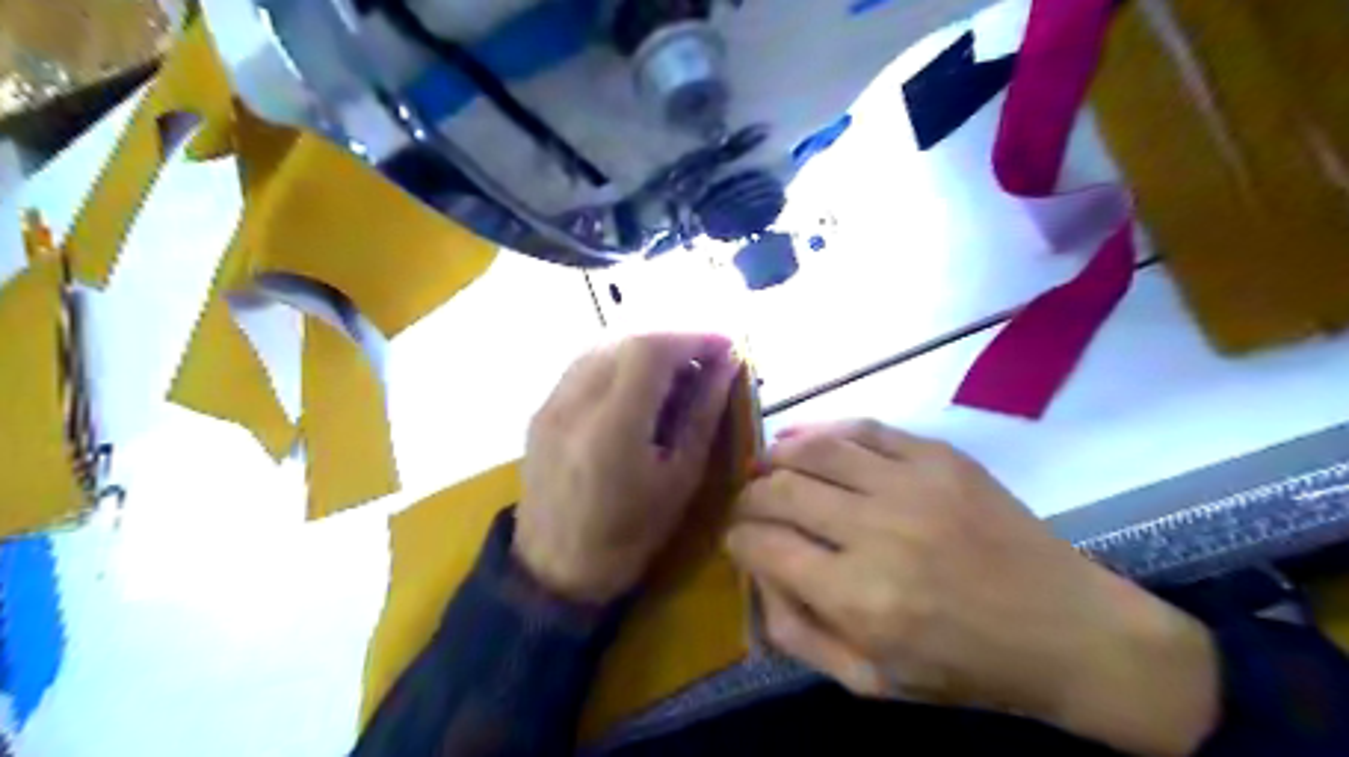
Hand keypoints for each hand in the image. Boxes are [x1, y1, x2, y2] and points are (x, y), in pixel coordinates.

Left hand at [516, 333, 740, 606]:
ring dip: (646, 348)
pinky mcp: (541, 408)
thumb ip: (702, 415)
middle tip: (706, 360)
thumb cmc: (629, 536)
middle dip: (674, 340)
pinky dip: (620, 360)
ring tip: (677, 371)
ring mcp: (550, 403)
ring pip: (603, 345)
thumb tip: (727, 366)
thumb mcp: (680, 480)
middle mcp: (573, 404)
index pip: (650, 350)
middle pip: (627, 339)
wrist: (554, 569)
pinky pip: (585, 364)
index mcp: (611, 429)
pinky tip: (640, 384)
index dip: (693, 338)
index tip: (726, 346)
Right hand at [729, 420, 1224, 756]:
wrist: (1069, 630)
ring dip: (777, 455)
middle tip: (748, 505)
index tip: (737, 540)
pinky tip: (807, 439)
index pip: (764, 545)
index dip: (737, 538)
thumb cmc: (966, 666)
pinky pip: (864, 428)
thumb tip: (757, 577)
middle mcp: (877, 531)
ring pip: (815, 449)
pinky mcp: (940, 458)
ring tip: (766, 466)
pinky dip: (825, 430)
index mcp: (859, 598)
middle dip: (749, 496)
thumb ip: (800, 633)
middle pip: (781, 490)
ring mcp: (912, 485)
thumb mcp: (872, 681)